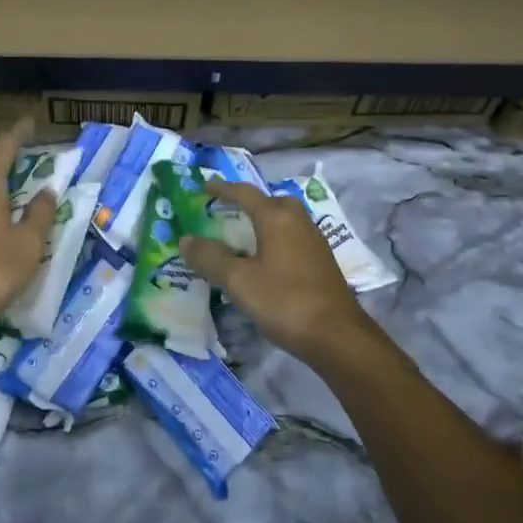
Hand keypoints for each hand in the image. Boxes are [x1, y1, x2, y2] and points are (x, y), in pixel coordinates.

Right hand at [181, 181, 367, 367]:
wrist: (336, 335)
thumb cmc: (283, 300)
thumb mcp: (238, 280)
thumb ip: (210, 257)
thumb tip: (186, 239)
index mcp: (276, 216)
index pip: (244, 193)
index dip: (221, 189)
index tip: (203, 187)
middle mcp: (297, 220)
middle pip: (266, 203)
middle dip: (244, 204)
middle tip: (221, 212)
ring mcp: (313, 240)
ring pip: (280, 221)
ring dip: (259, 223)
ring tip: (238, 236)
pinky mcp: (320, 261)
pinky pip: (289, 238)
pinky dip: (271, 240)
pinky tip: (262, 261)